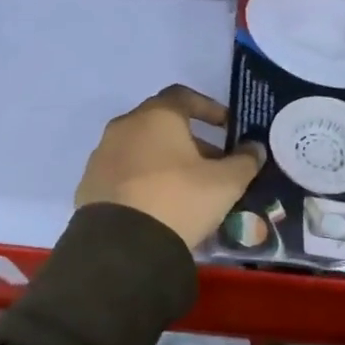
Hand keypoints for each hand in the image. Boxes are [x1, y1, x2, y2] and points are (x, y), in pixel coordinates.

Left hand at [76, 85, 264, 247]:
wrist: (121, 247)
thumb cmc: (178, 200)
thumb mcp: (225, 183)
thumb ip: (244, 161)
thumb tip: (255, 148)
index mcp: (156, 116)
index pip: (184, 96)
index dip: (209, 108)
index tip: (227, 127)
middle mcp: (124, 127)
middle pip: (162, 124)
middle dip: (191, 140)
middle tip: (214, 164)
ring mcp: (102, 156)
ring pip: (141, 149)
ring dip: (165, 161)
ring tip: (188, 189)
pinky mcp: (89, 185)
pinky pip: (124, 174)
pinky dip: (143, 181)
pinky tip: (159, 206)